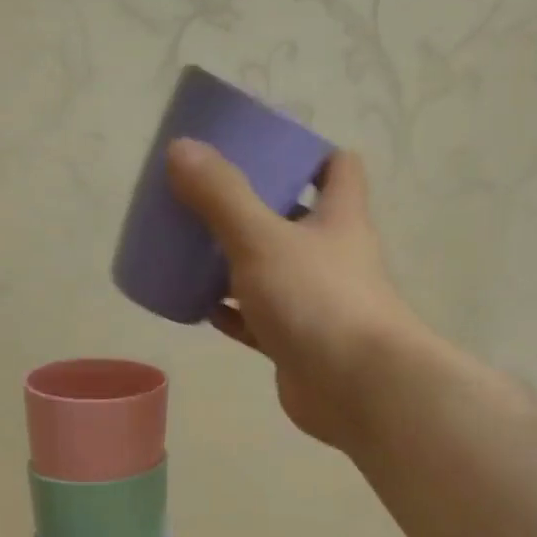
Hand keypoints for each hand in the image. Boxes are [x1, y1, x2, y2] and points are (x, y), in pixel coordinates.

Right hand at [166, 138, 421, 448]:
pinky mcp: (297, 343)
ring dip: (239, 263)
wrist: (356, 389)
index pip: (337, 168)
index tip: (264, 151)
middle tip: (210, 199)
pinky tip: (201, 308)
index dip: (307, 154)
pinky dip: (234, 313)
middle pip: (297, 220)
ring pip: (274, 272)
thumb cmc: (317, 300)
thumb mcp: (262, 239)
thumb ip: (221, 196)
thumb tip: (181, 148)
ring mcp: (316, 303)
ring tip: (194, 250)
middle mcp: (333, 256)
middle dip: (257, 208)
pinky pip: (259, 320)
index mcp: (338, 218)